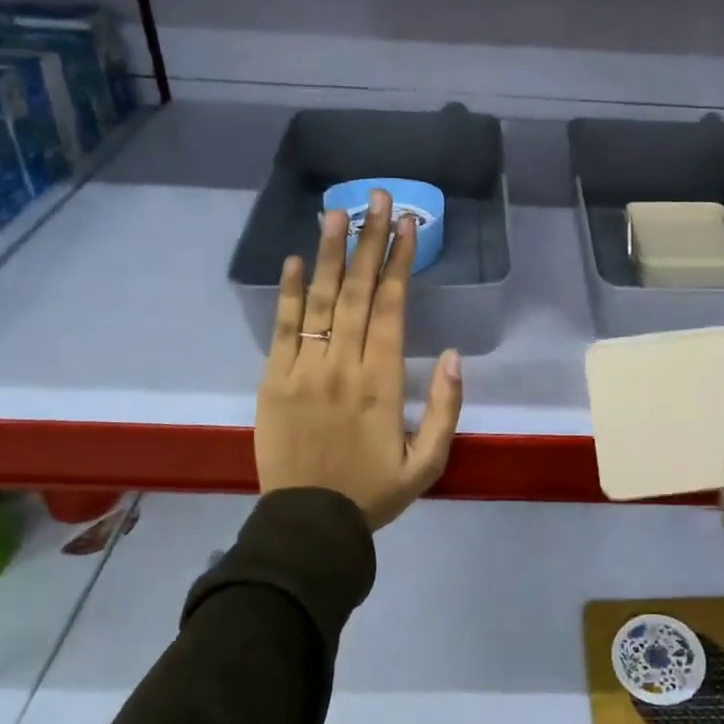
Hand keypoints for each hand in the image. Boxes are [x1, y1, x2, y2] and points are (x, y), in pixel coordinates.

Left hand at [256, 189, 463, 529]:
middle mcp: (341, 366)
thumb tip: (452, 354)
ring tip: (335, 212)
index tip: (406, 225)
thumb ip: (445, 408)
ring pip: (317, 301)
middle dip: (368, 241)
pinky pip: (280, 329)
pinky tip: (293, 260)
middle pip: (355, 292)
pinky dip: (286, 293)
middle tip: (375, 197)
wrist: (307, 526)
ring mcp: (302, 370)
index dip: (399, 262)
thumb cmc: (373, 492)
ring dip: (327, 254)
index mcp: (381, 382)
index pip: (391, 308)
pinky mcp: (271, 381)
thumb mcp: (428, 462)